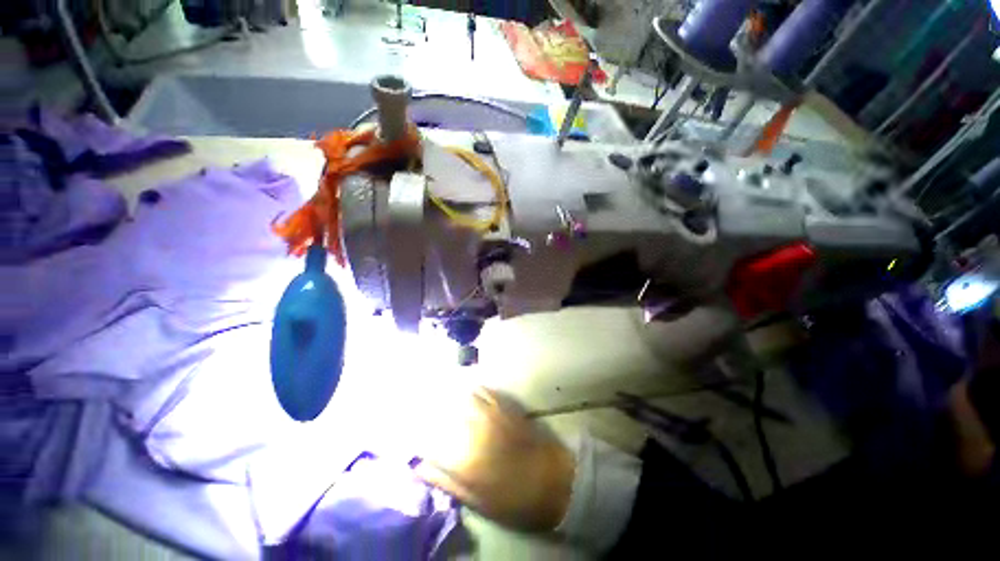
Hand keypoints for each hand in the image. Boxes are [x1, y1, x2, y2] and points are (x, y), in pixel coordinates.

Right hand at [415, 388, 574, 531]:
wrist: (553, 481)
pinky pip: (486, 391)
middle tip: (416, 398)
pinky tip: (467, 385)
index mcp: (463, 458)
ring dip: (450, 390)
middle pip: (444, 410)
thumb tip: (419, 467)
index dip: (414, 431)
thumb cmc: (514, 499)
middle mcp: (474, 430)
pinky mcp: (506, 407)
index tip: (404, 426)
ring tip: (437, 386)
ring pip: (464, 395)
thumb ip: (446, 482)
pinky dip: (474, 388)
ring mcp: (492, 414)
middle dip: (427, 403)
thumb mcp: (477, 502)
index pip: (429, 438)